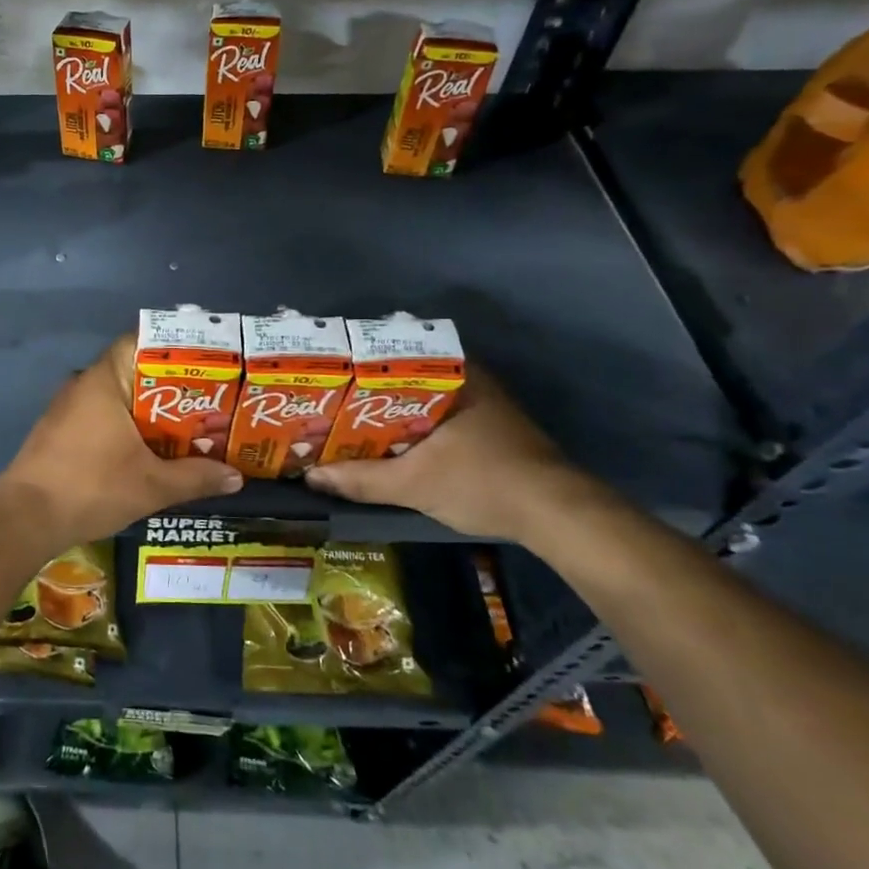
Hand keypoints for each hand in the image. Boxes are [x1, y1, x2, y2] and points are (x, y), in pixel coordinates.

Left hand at [0, 336, 242, 552]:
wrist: (25, 518)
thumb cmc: (91, 487)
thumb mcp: (152, 485)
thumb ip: (196, 476)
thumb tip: (236, 476)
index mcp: (104, 380)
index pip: (140, 341)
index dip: (175, 349)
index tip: (207, 362)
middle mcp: (83, 384)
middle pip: (134, 372)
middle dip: (172, 388)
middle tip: (210, 401)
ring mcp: (68, 408)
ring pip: (119, 398)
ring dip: (150, 412)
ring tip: (189, 426)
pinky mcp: (60, 431)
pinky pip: (102, 417)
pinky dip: (128, 427)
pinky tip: (151, 450)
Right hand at [305, 367, 603, 541]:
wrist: (557, 515)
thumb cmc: (483, 483)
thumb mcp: (414, 484)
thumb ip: (360, 479)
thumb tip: (311, 477)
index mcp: (452, 374)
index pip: (393, 353)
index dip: (356, 364)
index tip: (327, 374)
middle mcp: (468, 378)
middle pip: (403, 377)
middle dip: (366, 391)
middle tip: (329, 401)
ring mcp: (481, 402)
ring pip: (420, 398)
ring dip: (388, 411)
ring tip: (347, 420)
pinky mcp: (488, 427)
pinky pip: (435, 415)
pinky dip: (410, 425)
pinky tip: (387, 442)